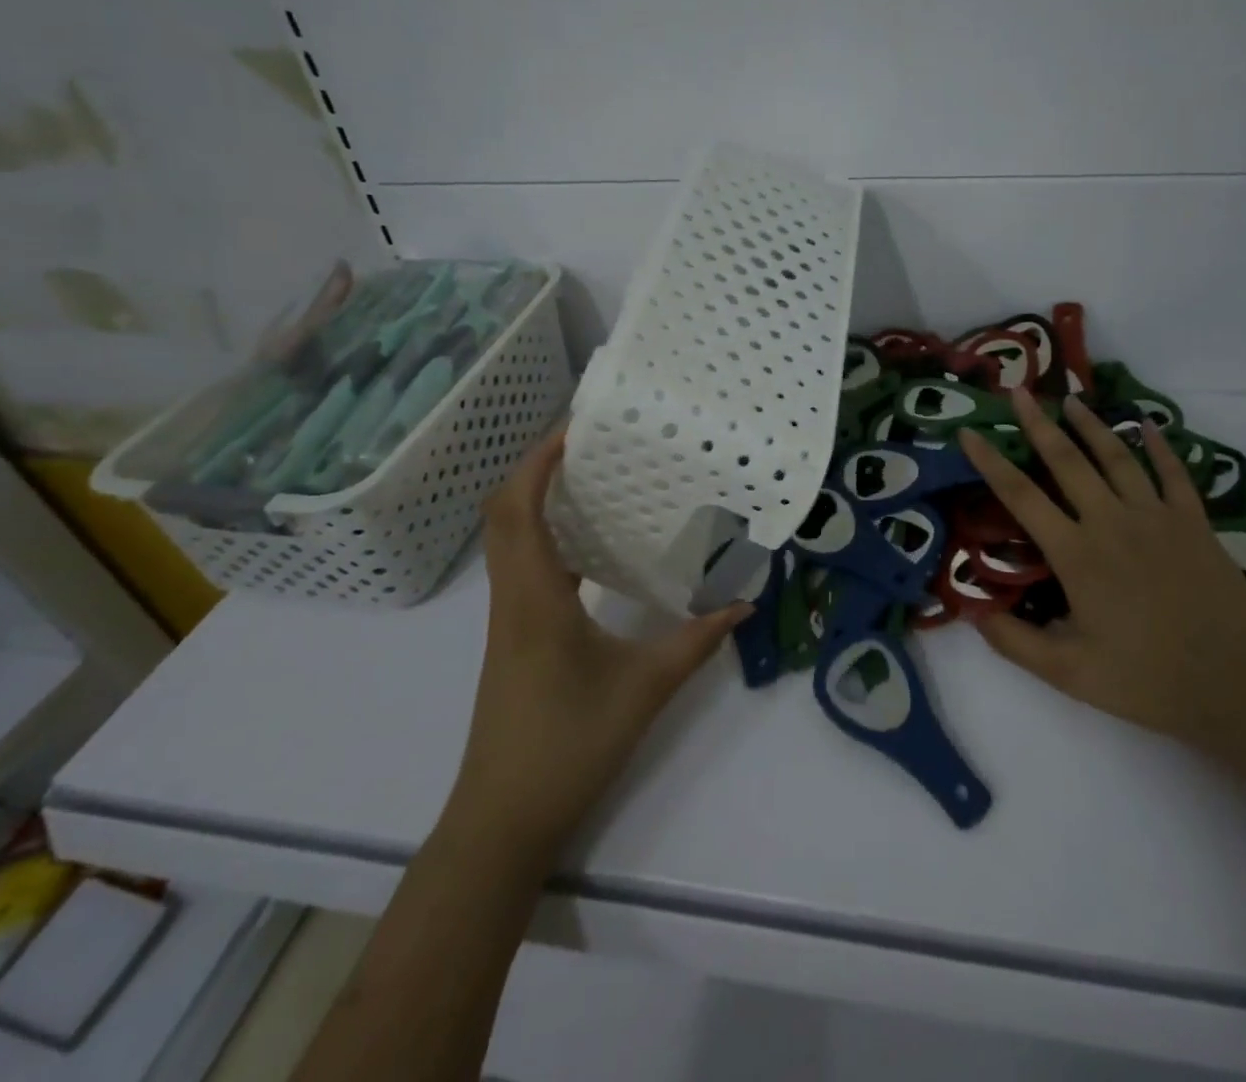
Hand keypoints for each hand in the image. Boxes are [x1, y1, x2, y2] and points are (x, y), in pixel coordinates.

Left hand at [452, 429, 750, 863]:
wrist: (502, 819)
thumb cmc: (568, 747)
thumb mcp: (645, 688)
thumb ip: (697, 640)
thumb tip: (743, 600)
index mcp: (535, 597)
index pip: (520, 508)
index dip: (539, 460)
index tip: (575, 427)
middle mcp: (513, 596)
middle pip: (504, 512)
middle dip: (537, 467)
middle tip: (588, 443)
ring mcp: (508, 617)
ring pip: (508, 538)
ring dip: (536, 499)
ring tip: (590, 478)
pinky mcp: (513, 635)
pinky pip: (521, 565)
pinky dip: (544, 536)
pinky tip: (587, 544)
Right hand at [958, 394, 1245, 741]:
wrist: (1240, 682)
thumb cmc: (1148, 679)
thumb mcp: (1068, 673)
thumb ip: (1014, 642)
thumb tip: (972, 611)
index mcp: (1076, 553)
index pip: (1020, 495)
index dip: (989, 461)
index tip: (968, 432)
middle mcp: (1111, 521)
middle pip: (1066, 460)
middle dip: (1037, 423)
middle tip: (1016, 391)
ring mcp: (1156, 517)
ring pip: (1116, 457)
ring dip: (1090, 424)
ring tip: (1070, 399)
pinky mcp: (1194, 522)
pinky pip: (1172, 473)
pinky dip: (1159, 446)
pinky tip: (1149, 425)